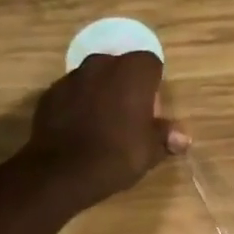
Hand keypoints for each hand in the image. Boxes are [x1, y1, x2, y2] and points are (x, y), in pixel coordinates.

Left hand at [26, 50, 190, 204]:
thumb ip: (166, 136)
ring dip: (101, 93)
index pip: (151, 63)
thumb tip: (183, 138)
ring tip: (104, 124)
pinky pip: (72, 93)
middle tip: (130, 116)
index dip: (153, 85)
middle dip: (126, 85)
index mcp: (132, 73)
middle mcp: (101, 65)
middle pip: (120, 66)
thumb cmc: (119, 154)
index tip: (153, 110)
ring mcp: (72, 77)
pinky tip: (81, 130)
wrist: (64, 171)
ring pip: (94, 78)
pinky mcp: (50, 94)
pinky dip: (78, 105)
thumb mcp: (151, 150)